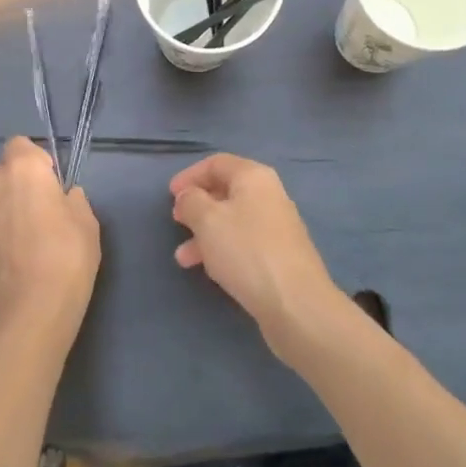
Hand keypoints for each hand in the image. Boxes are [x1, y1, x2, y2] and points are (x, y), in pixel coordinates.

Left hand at [0, 137, 100, 339]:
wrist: (34, 308)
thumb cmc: (67, 254)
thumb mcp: (86, 219)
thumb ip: (73, 198)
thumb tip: (64, 196)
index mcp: (22, 169)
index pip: (21, 144)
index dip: (38, 158)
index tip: (54, 179)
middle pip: (6, 168)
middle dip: (23, 179)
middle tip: (47, 203)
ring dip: (13, 202)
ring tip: (36, 229)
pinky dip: (6, 225)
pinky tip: (24, 248)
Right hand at [170, 154, 345, 358]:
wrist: (295, 303)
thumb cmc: (246, 251)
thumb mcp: (207, 220)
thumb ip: (191, 201)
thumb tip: (189, 196)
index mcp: (254, 177)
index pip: (216, 163)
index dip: (190, 176)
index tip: (170, 195)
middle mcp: (269, 195)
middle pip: (225, 191)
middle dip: (197, 206)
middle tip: (176, 222)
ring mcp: (276, 226)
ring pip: (232, 221)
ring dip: (204, 234)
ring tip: (183, 258)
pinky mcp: (279, 255)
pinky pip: (243, 243)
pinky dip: (222, 249)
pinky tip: (209, 269)